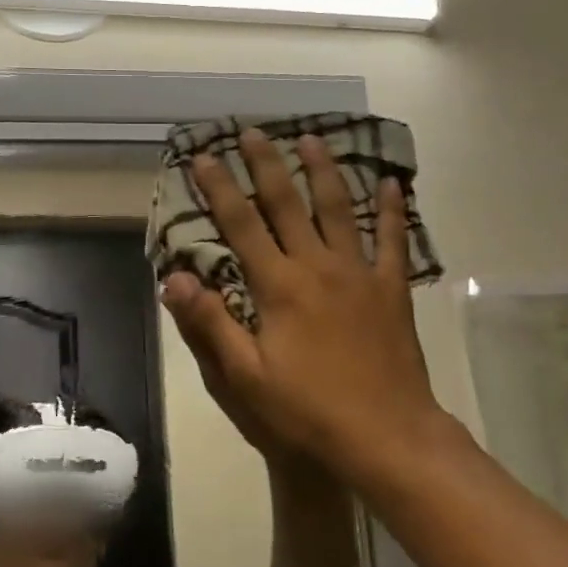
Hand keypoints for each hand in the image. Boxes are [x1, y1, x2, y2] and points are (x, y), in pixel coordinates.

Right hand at [160, 130, 448, 486]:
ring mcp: (360, 274)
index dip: (220, 188)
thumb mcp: (245, 379)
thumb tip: (175, 278)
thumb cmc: (308, 412)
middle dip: (266, 165)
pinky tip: (391, 184)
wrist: (386, 435)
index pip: (242, 224)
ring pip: (340, 209)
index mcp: (279, 286)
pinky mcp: (392, 290)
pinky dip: (391, 210)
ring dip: (323, 171)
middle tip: (253, 131)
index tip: (204, 156)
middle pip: (288, 203)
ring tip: (312, 140)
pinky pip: (392, 240)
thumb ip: (210, 325)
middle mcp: (318, 266)